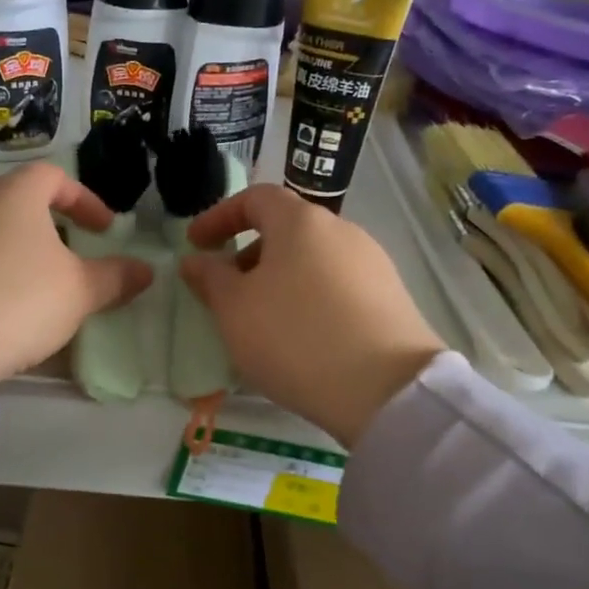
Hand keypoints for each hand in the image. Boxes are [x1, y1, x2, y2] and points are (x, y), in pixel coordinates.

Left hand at [0, 163, 152, 379]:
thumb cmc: (18, 297)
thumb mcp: (78, 291)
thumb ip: (114, 277)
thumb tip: (145, 270)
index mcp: (14, 192)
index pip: (54, 178)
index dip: (84, 200)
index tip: (104, 230)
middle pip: (17, 199)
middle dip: (47, 223)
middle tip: (68, 253)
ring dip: (13, 247)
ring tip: (30, 280)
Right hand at [181, 184, 444, 445]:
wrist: (388, 390)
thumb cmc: (295, 337)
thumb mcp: (234, 309)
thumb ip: (210, 278)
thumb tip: (196, 260)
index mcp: (300, 221)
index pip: (254, 198)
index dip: (219, 216)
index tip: (196, 245)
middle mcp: (341, 230)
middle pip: (286, 229)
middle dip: (249, 254)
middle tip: (227, 290)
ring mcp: (372, 264)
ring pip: (312, 259)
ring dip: (279, 279)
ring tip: (262, 319)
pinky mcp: (391, 297)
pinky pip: (337, 286)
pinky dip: (309, 298)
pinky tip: (302, 337)